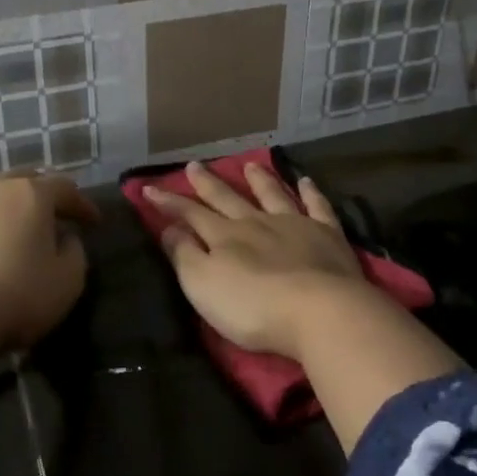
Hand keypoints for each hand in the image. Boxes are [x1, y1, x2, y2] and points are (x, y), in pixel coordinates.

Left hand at [0, 172, 98, 364]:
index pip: (65, 188)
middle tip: (49, 217)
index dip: (82, 204)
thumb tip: (64, 238)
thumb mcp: (68, 282)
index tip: (93, 222)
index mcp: (30, 195)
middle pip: (21, 181)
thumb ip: (74, 252)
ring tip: (5, 235)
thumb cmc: (14, 297)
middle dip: (39, 195)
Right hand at [143, 160, 378, 358]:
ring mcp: (295, 225)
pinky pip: (317, 207)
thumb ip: (184, 255)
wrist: (320, 311)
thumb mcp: (204, 285)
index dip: (169, 202)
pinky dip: (311, 193)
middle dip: (208, 184)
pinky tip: (307, 181)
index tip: (149, 188)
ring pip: (272, 195)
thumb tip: (169, 228)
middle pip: (228, 199)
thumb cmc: (254, 306)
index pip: (190, 214)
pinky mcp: (327, 236)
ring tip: (249, 165)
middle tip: (194, 165)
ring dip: (259, 180)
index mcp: (225, 236)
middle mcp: (257, 223)